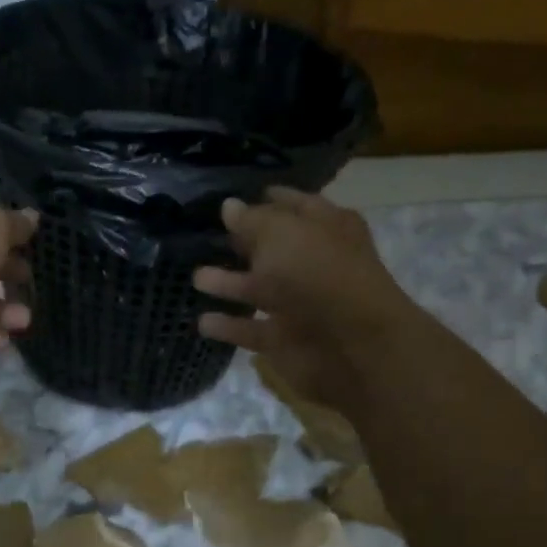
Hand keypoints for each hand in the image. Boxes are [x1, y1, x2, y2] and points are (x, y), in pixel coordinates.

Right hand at [193, 188, 409, 412]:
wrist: (351, 345)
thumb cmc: (318, 273)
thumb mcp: (281, 233)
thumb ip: (251, 220)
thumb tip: (228, 206)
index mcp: (326, 228)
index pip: (294, 206)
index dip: (267, 200)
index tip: (233, 200)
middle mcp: (313, 263)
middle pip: (274, 249)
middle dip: (244, 243)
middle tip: (208, 236)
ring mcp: (299, 304)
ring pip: (258, 289)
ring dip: (228, 284)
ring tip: (195, 277)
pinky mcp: (284, 339)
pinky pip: (250, 329)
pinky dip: (228, 325)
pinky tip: (201, 320)